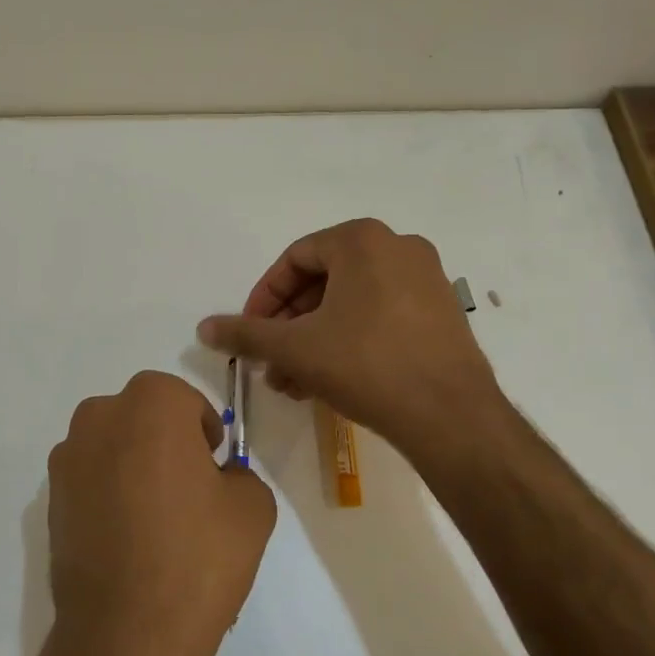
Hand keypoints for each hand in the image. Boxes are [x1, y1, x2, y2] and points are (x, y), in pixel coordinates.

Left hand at [45, 371, 276, 655]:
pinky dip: (108, 494)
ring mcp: (67, 460)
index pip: (182, 399)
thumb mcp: (253, 507)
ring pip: (112, 446)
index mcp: (150, 405)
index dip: (202, 429)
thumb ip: (239, 474)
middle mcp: (99, 418)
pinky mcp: (49, 501)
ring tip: (155, 519)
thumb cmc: (197, 557)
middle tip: (188, 488)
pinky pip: (89, 480)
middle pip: (141, 416)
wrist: (127, 634)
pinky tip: (127, 540)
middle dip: (165, 440)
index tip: (214, 463)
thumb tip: (218, 478)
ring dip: (133, 464)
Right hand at [197, 218, 504, 460]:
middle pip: (323, 282)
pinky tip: (328, 381)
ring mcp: (426, 279)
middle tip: (270, 362)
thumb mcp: (295, 348)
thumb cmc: (366, 365)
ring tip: (293, 382)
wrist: (451, 416)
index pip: (295, 259)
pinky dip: (348, 341)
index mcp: (362, 240)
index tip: (250, 333)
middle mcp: (398, 247)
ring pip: (350, 303)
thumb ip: (246, 333)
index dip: (264, 298)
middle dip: (289, 326)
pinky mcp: (441, 312)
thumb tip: (203, 327)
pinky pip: (379, 316)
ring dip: (314, 339)